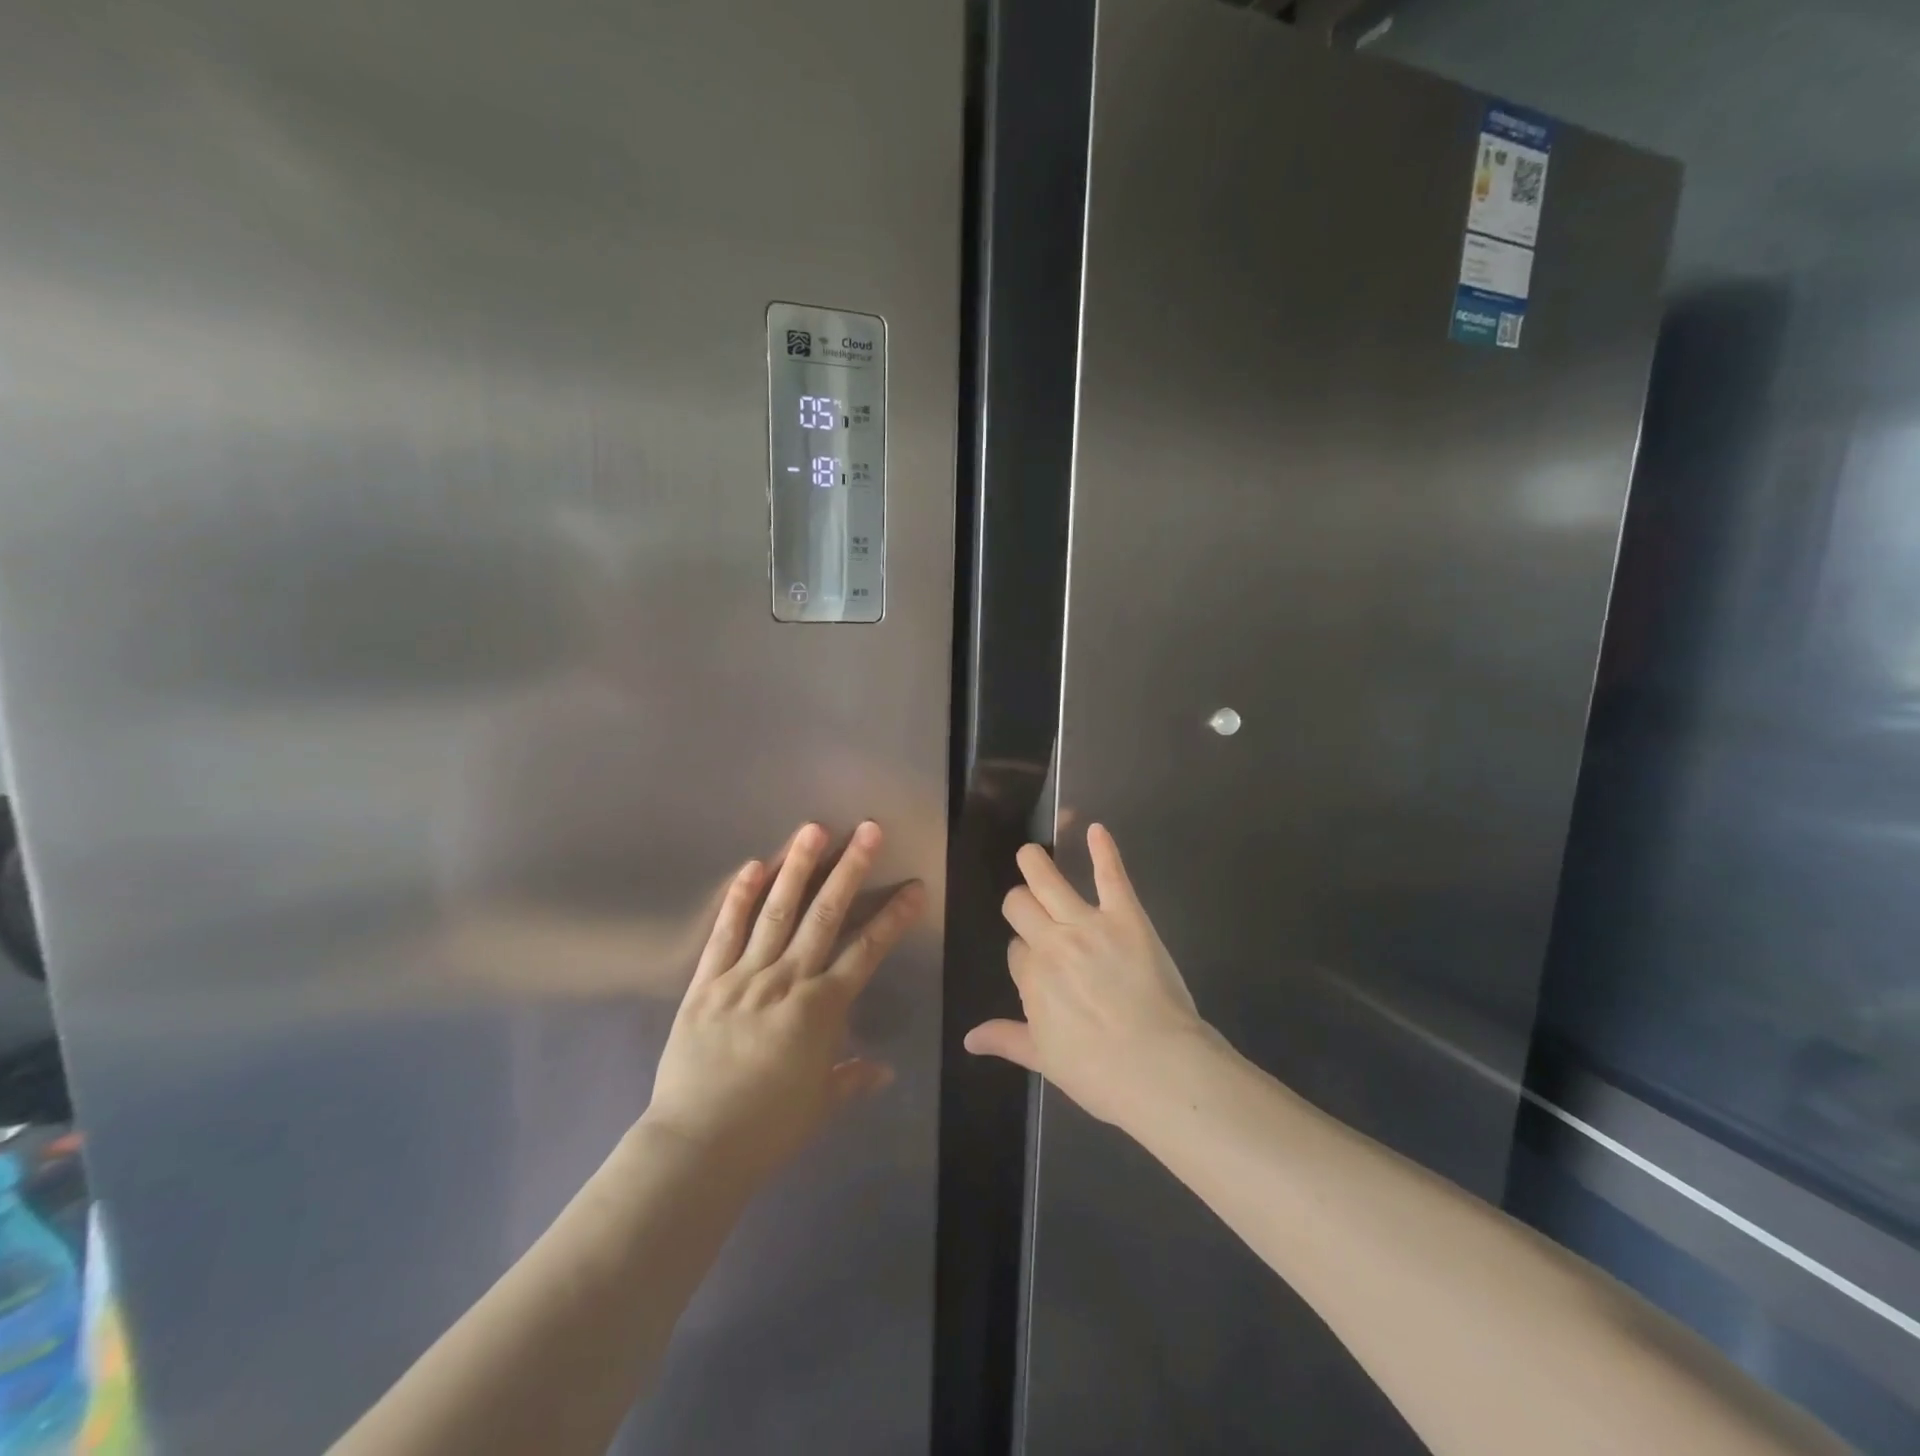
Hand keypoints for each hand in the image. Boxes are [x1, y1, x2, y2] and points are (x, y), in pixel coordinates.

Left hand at [644, 821, 924, 1180]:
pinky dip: (738, 898)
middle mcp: (787, 980)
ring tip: (813, 828)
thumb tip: (884, 1070)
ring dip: (797, 867)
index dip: (893, 916)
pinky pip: (725, 933)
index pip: (867, 951)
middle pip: (825, 915)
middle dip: (850, 869)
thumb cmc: (767, 1129)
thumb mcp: (820, 1106)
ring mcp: (744, 976)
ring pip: (776, 912)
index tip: (915, 885)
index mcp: (821, 1008)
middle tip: (868, 829)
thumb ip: (851, 1079)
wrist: (696, 1146)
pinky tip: (752, 866)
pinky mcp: (706, 982)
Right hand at [964, 824, 1212, 1127]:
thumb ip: (1006, 1039)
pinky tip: (1097, 830)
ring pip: (1047, 881)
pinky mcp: (1125, 916)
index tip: (1038, 968)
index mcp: (1030, 978)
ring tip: (1030, 852)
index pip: (1015, 952)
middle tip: (1028, 906)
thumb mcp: (1044, 1059)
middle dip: (1020, 904)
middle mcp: (1051, 943)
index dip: (1024, 956)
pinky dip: (1103, 850)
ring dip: (1035, 863)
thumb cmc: (1099, 1072)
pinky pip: (1110, 876)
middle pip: (1020, 906)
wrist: (1157, 1068)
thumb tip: (969, 1039)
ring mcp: (1087, 925)